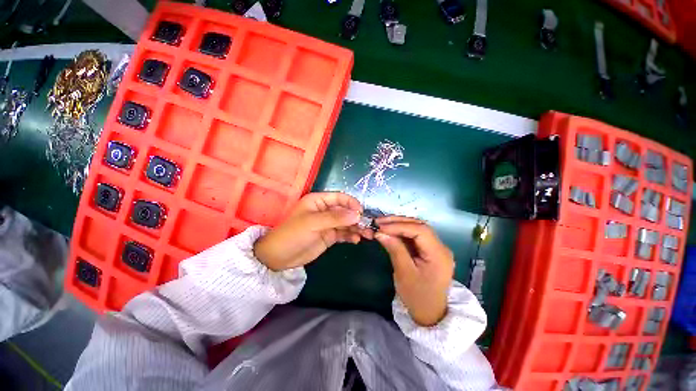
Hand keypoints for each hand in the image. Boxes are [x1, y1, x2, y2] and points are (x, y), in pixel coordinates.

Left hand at [254, 192, 364, 270]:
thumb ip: (335, 218)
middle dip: (357, 218)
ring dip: (357, 228)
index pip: (339, 198)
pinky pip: (343, 234)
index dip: (351, 203)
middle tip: (368, 227)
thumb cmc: (293, 234)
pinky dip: (351, 236)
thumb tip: (357, 214)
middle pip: (345, 211)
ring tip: (367, 235)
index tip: (361, 212)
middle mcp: (325, 211)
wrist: (279, 257)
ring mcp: (328, 224)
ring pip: (346, 223)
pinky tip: (356, 240)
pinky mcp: (329, 236)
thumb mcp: (313, 223)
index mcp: (318, 201)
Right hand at [374, 217, 453, 326]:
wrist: (429, 313)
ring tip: (382, 224)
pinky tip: (391, 231)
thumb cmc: (417, 297)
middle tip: (379, 222)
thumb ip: (394, 249)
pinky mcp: (429, 250)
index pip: (420, 230)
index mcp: (439, 255)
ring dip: (399, 224)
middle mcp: (441, 247)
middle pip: (420, 225)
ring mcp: (436, 247)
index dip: (399, 225)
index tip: (381, 226)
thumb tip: (380, 232)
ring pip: (417, 228)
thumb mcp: (404, 273)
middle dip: (398, 222)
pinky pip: (415, 235)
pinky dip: (402, 231)